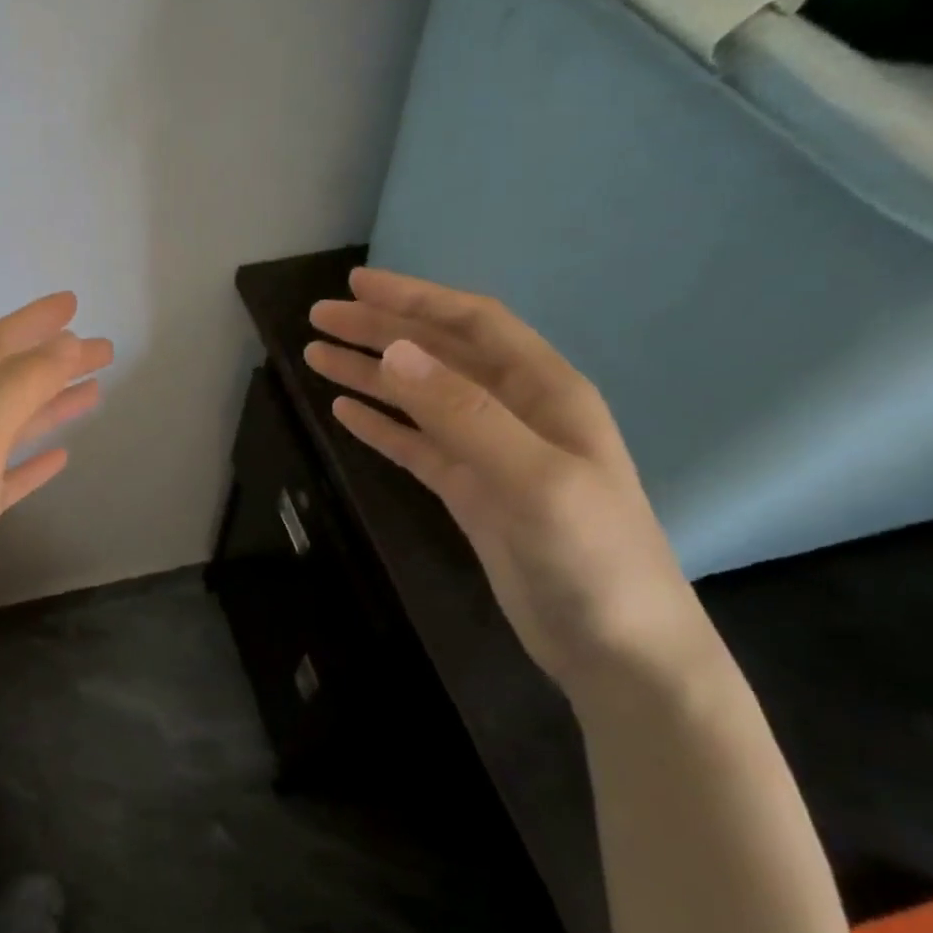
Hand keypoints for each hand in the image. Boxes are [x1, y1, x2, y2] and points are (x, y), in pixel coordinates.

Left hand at [0, 293, 112, 699]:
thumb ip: (15, 390)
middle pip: (1, 385)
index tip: (73, 305)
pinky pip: (7, 479)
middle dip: (48, 363)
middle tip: (101, 350)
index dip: (29, 324)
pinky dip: (34, 462)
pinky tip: (63, 456)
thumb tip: (62, 344)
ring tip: (94, 391)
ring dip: (48, 407)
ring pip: (8, 429)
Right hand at [306, 268, 712, 689]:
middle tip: (318, 320)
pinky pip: (416, 445)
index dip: (414, 299)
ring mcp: (490, 454)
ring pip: (419, 398)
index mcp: (545, 393)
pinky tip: (346, 412)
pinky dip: (381, 425)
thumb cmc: (592, 557)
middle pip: (438, 355)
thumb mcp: (533, 479)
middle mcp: (516, 412)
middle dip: (379, 331)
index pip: (472, 325)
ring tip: (316, 357)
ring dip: (370, 374)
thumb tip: (396, 354)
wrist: (616, 646)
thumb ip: (464, 414)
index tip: (356, 286)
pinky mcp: (470, 492)